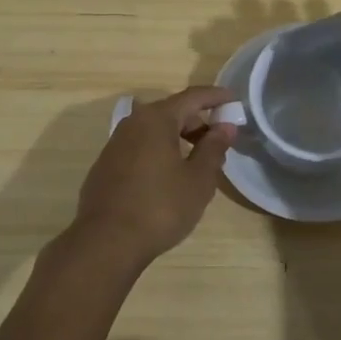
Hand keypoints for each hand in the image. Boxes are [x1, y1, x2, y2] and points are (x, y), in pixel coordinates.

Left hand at [67, 87, 236, 269]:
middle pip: (172, 112)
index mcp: (156, 119)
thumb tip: (225, 127)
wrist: (106, 243)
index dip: (216, 97)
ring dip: (179, 139)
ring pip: (155, 131)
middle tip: (220, 140)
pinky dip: (160, 152)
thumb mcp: (198, 180)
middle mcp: (133, 123)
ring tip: (198, 162)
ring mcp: (115, 144)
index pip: (193, 97)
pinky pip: (140, 148)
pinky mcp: (106, 166)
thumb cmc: (160, 207)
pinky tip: (169, 177)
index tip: (234, 100)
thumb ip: (214, 148)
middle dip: (198, 122)